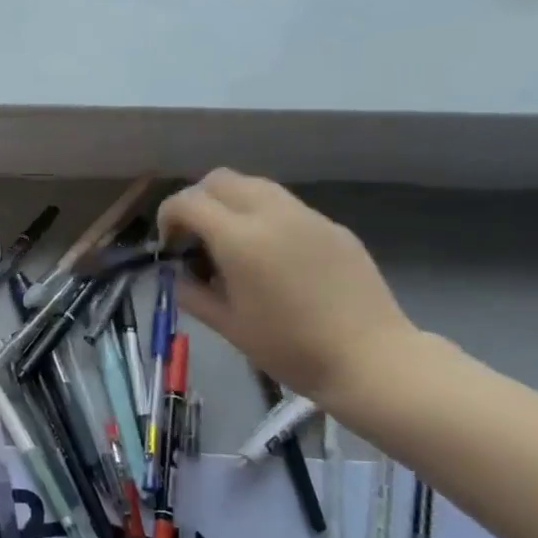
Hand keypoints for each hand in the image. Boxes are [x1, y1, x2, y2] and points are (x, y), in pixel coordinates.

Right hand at [158, 170, 419, 402]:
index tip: (169, 245)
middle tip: (196, 236)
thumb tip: (178, 274)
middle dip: (198, 200)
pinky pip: (287, 206)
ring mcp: (307, 216)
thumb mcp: (227, 326)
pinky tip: (273, 257)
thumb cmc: (289, 348)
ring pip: (255, 185)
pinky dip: (264, 217)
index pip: (188, 201)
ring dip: (231, 203)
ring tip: (232, 243)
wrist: (369, 358)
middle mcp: (272, 214)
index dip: (168, 216)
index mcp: (240, 239)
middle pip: (220, 179)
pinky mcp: (333, 226)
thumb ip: (192, 293)